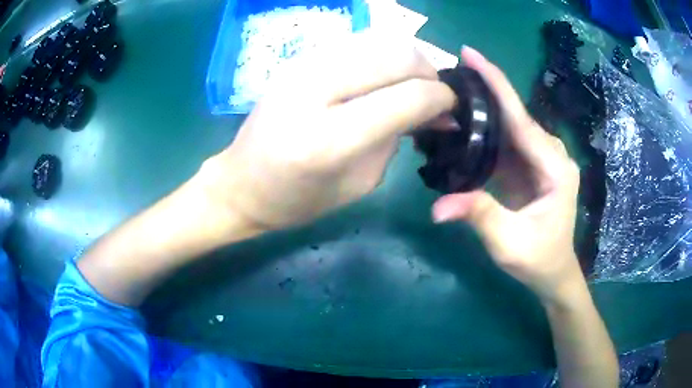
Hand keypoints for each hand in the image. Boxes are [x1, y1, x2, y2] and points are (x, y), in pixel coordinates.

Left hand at [201, 32, 455, 229]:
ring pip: (380, 39)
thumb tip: (438, 111)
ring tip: (411, 85)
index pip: (408, 96)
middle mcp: (314, 89)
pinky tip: (382, 78)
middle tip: (434, 95)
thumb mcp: (361, 182)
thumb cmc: (299, 199)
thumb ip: (400, 138)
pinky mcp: (299, 59)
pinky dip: (382, 55)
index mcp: (329, 137)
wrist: (241, 183)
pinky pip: (357, 42)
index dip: (441, 98)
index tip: (452, 109)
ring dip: (407, 59)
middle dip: (429, 71)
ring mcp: (303, 66)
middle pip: (397, 54)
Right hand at [432, 47, 583, 304]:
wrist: (553, 271)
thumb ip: (480, 216)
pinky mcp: (530, 166)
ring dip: (482, 110)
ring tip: (450, 95)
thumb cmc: (538, 260)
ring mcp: (541, 159)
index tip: (469, 54)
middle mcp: (551, 155)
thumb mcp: (510, 243)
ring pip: (510, 125)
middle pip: (515, 115)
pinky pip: (506, 141)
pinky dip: (485, 131)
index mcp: (554, 167)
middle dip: (483, 91)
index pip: (521, 118)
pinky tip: (464, 125)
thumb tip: (437, 207)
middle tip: (448, 74)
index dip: (495, 83)